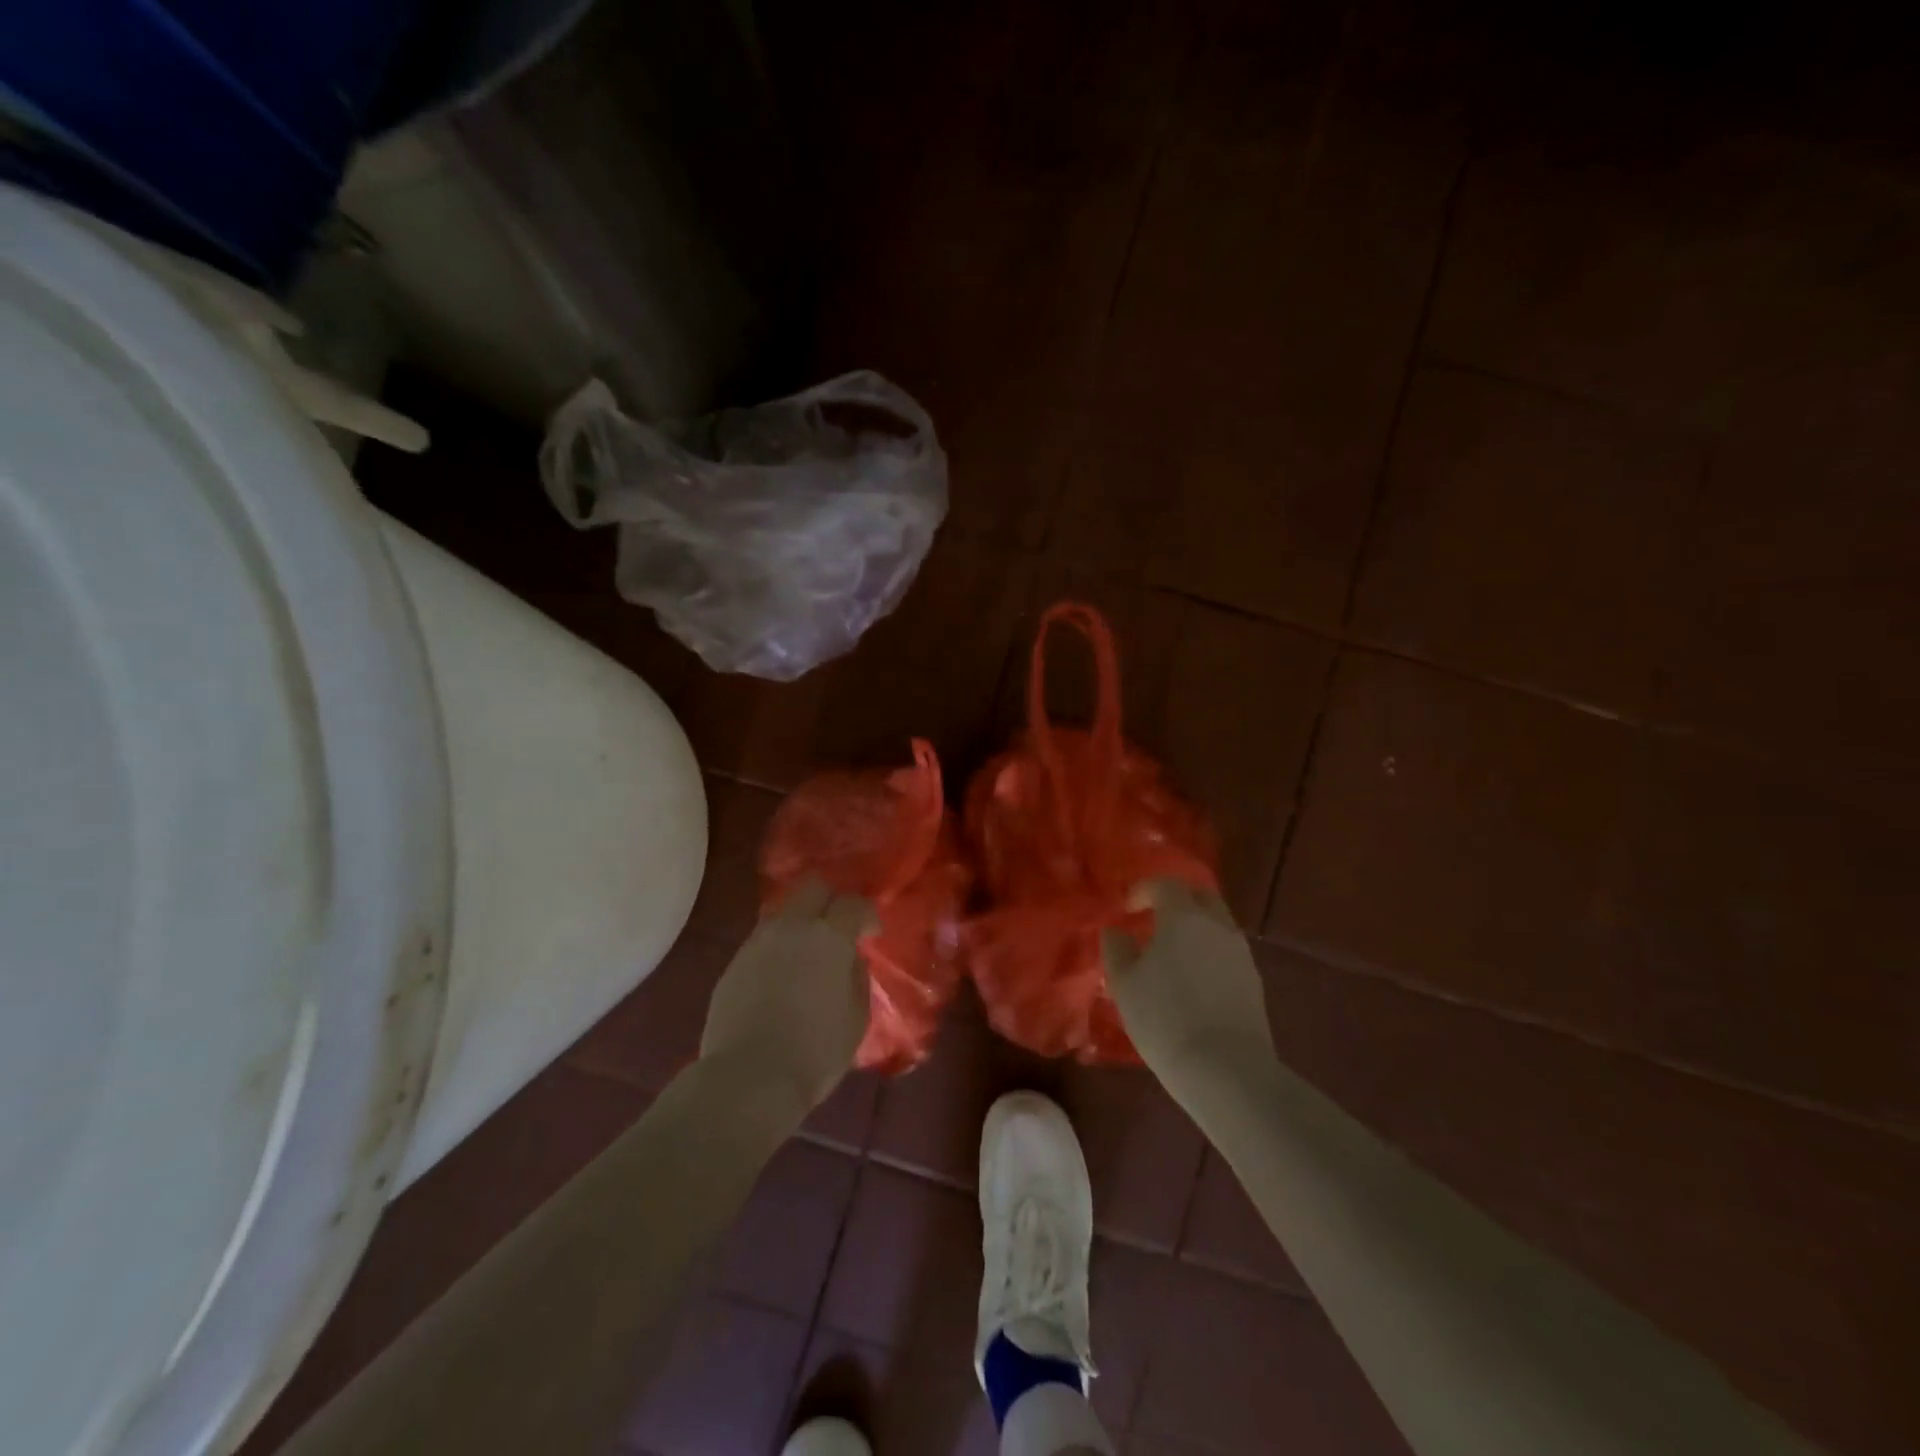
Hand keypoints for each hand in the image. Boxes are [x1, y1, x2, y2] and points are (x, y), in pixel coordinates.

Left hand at [700, 878, 874, 1109]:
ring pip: (783, 912)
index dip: (866, 915)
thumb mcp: (856, 1018)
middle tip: (838, 928)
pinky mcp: (733, 964)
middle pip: (812, 887)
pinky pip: (762, 940)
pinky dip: (778, 948)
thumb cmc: (815, 1052)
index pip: (852, 903)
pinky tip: (781, 977)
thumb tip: (850, 960)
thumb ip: (856, 978)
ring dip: (800, 923)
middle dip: (830, 900)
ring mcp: (757, 943)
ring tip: (807, 954)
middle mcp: (791, 928)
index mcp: (828, 937)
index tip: (871, 935)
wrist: (749, 1079)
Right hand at [1103, 880, 1274, 1079]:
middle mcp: (1217, 926)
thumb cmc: (1164, 1017)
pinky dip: (1209, 954)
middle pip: (1201, 897)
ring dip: (1195, 929)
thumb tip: (1116, 931)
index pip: (1166, 885)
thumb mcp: (1124, 983)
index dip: (1144, 890)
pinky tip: (1194, 981)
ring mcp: (1241, 954)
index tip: (1128, 907)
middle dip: (1177, 901)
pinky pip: (1227, 953)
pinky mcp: (1254, 983)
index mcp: (1183, 917)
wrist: (1226, 1069)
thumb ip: (1117, 949)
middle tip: (1155, 918)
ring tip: (1173, 954)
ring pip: (1218, 925)